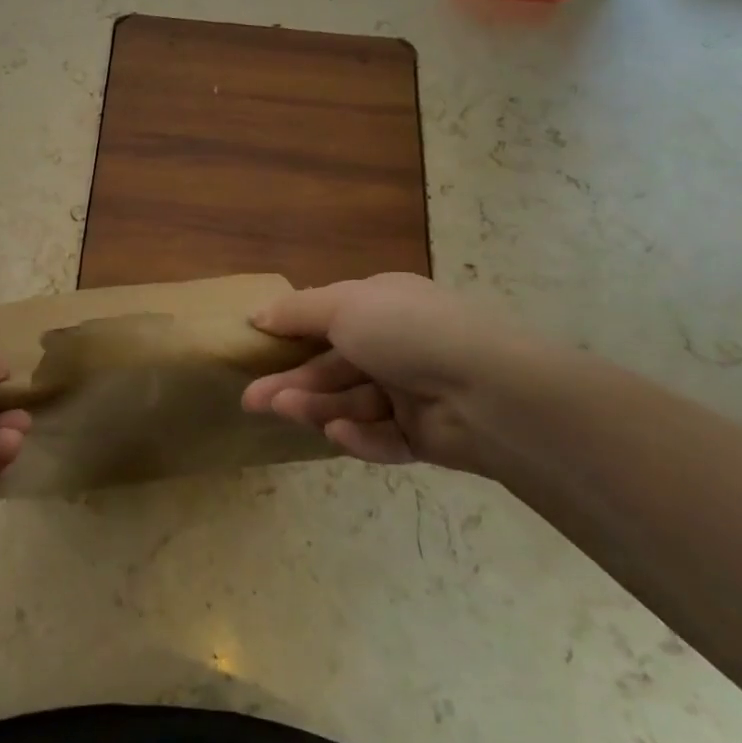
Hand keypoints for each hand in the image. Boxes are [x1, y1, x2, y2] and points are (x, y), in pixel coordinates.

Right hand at [242, 273, 538, 472]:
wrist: (489, 391)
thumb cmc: (408, 332)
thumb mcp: (343, 306)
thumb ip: (297, 312)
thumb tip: (256, 314)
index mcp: (382, 307)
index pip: (328, 320)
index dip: (292, 336)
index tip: (258, 350)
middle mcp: (395, 346)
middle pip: (333, 367)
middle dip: (292, 382)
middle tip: (252, 401)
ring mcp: (411, 392)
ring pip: (351, 402)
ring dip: (318, 407)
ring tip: (287, 412)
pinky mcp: (424, 435)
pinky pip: (381, 436)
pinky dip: (360, 435)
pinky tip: (341, 433)